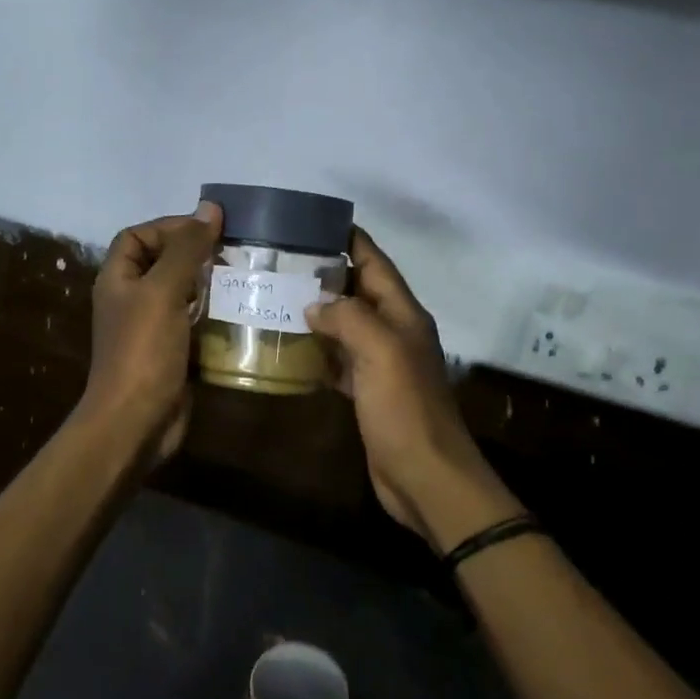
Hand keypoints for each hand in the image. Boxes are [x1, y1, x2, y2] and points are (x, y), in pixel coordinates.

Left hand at [77, 202, 222, 466]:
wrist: (135, 422)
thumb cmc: (143, 351)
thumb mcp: (163, 291)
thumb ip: (186, 249)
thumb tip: (210, 208)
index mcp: (118, 280)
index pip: (137, 236)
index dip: (168, 226)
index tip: (208, 229)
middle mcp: (132, 300)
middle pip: (163, 263)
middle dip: (197, 255)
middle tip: (236, 252)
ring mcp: (152, 329)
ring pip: (183, 295)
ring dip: (211, 286)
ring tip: (246, 278)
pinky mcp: (173, 354)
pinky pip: (196, 324)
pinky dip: (216, 317)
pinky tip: (243, 312)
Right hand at [305, 228, 500, 544]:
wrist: (424, 475)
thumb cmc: (405, 408)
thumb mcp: (381, 351)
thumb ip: (349, 317)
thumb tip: (315, 303)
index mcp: (403, 314)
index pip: (375, 262)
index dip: (349, 240)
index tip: (311, 223)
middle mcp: (393, 332)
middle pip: (358, 291)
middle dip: (325, 274)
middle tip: (279, 261)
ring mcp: (380, 363)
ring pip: (345, 325)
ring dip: (317, 312)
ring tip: (275, 296)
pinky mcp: (366, 392)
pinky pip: (338, 360)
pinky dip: (317, 350)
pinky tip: (289, 346)